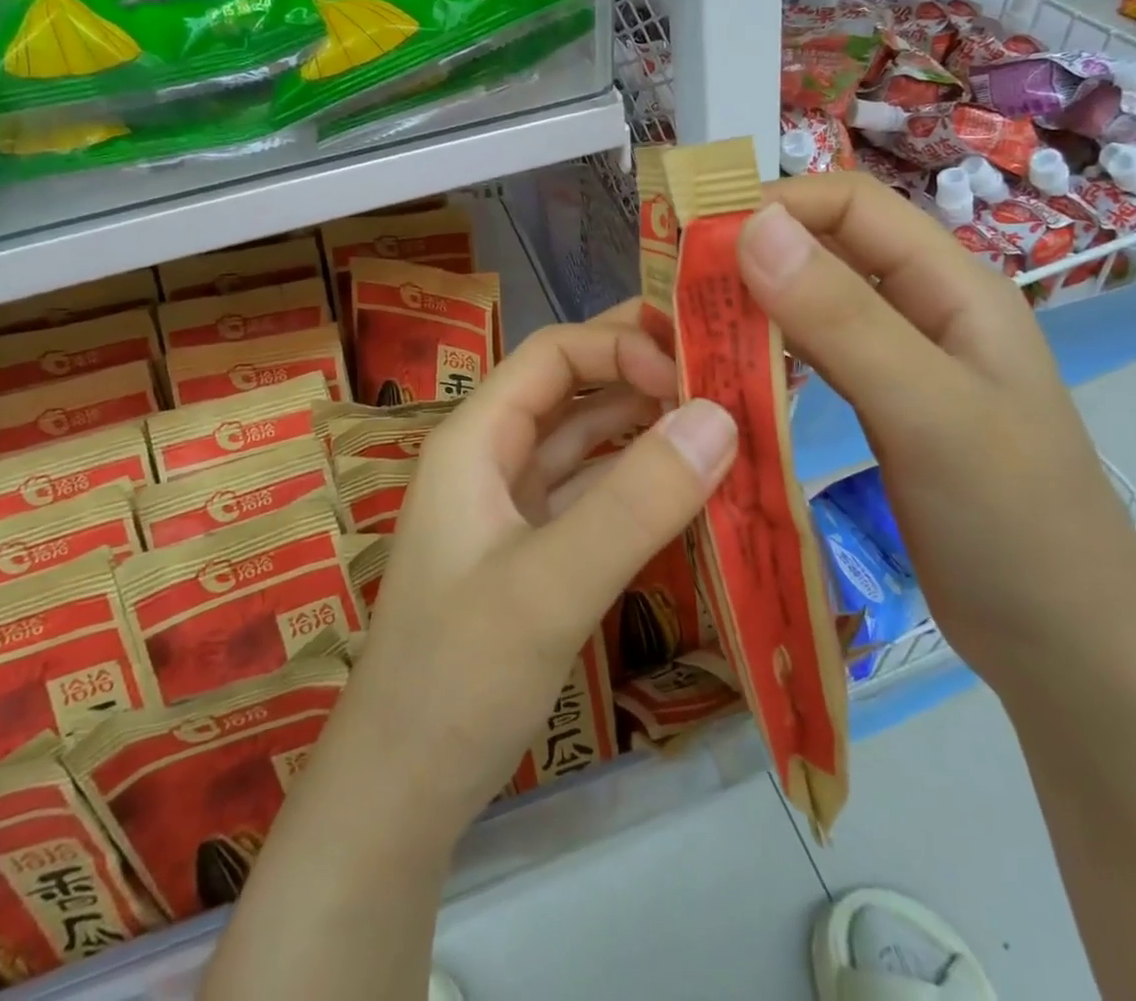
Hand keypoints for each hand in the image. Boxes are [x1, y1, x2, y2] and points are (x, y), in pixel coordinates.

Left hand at [323, 305, 737, 843]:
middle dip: (646, 372)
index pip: (554, 354)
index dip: (622, 346)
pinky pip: (600, 493)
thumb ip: (634, 504)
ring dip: (653, 427)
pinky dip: (646, 482)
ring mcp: (517, 505)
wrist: (405, 790)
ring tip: (730, 419)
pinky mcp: (540, 548)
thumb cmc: (458, 678)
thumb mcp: (547, 588)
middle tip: (728, 370)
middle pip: (575, 388)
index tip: (694, 376)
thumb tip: (721, 417)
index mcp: (476, 438)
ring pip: (592, 441)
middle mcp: (495, 456)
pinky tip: (699, 486)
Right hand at [736, 174, 1135, 686]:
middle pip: (827, 251)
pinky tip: (729, 375)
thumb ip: (842, 316)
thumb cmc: (1012, 520)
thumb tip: (752, 225)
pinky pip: (815, 360)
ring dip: (754, 307)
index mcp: (952, 284)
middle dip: (751, 256)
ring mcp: (902, 362)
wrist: (1067, 645)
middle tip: (675, 291)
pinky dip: (768, 355)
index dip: (775, 204)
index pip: (851, 204)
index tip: (696, 240)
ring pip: (814, 306)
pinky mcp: (882, 410)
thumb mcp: (927, 409)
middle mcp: (925, 309)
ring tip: (688, 329)